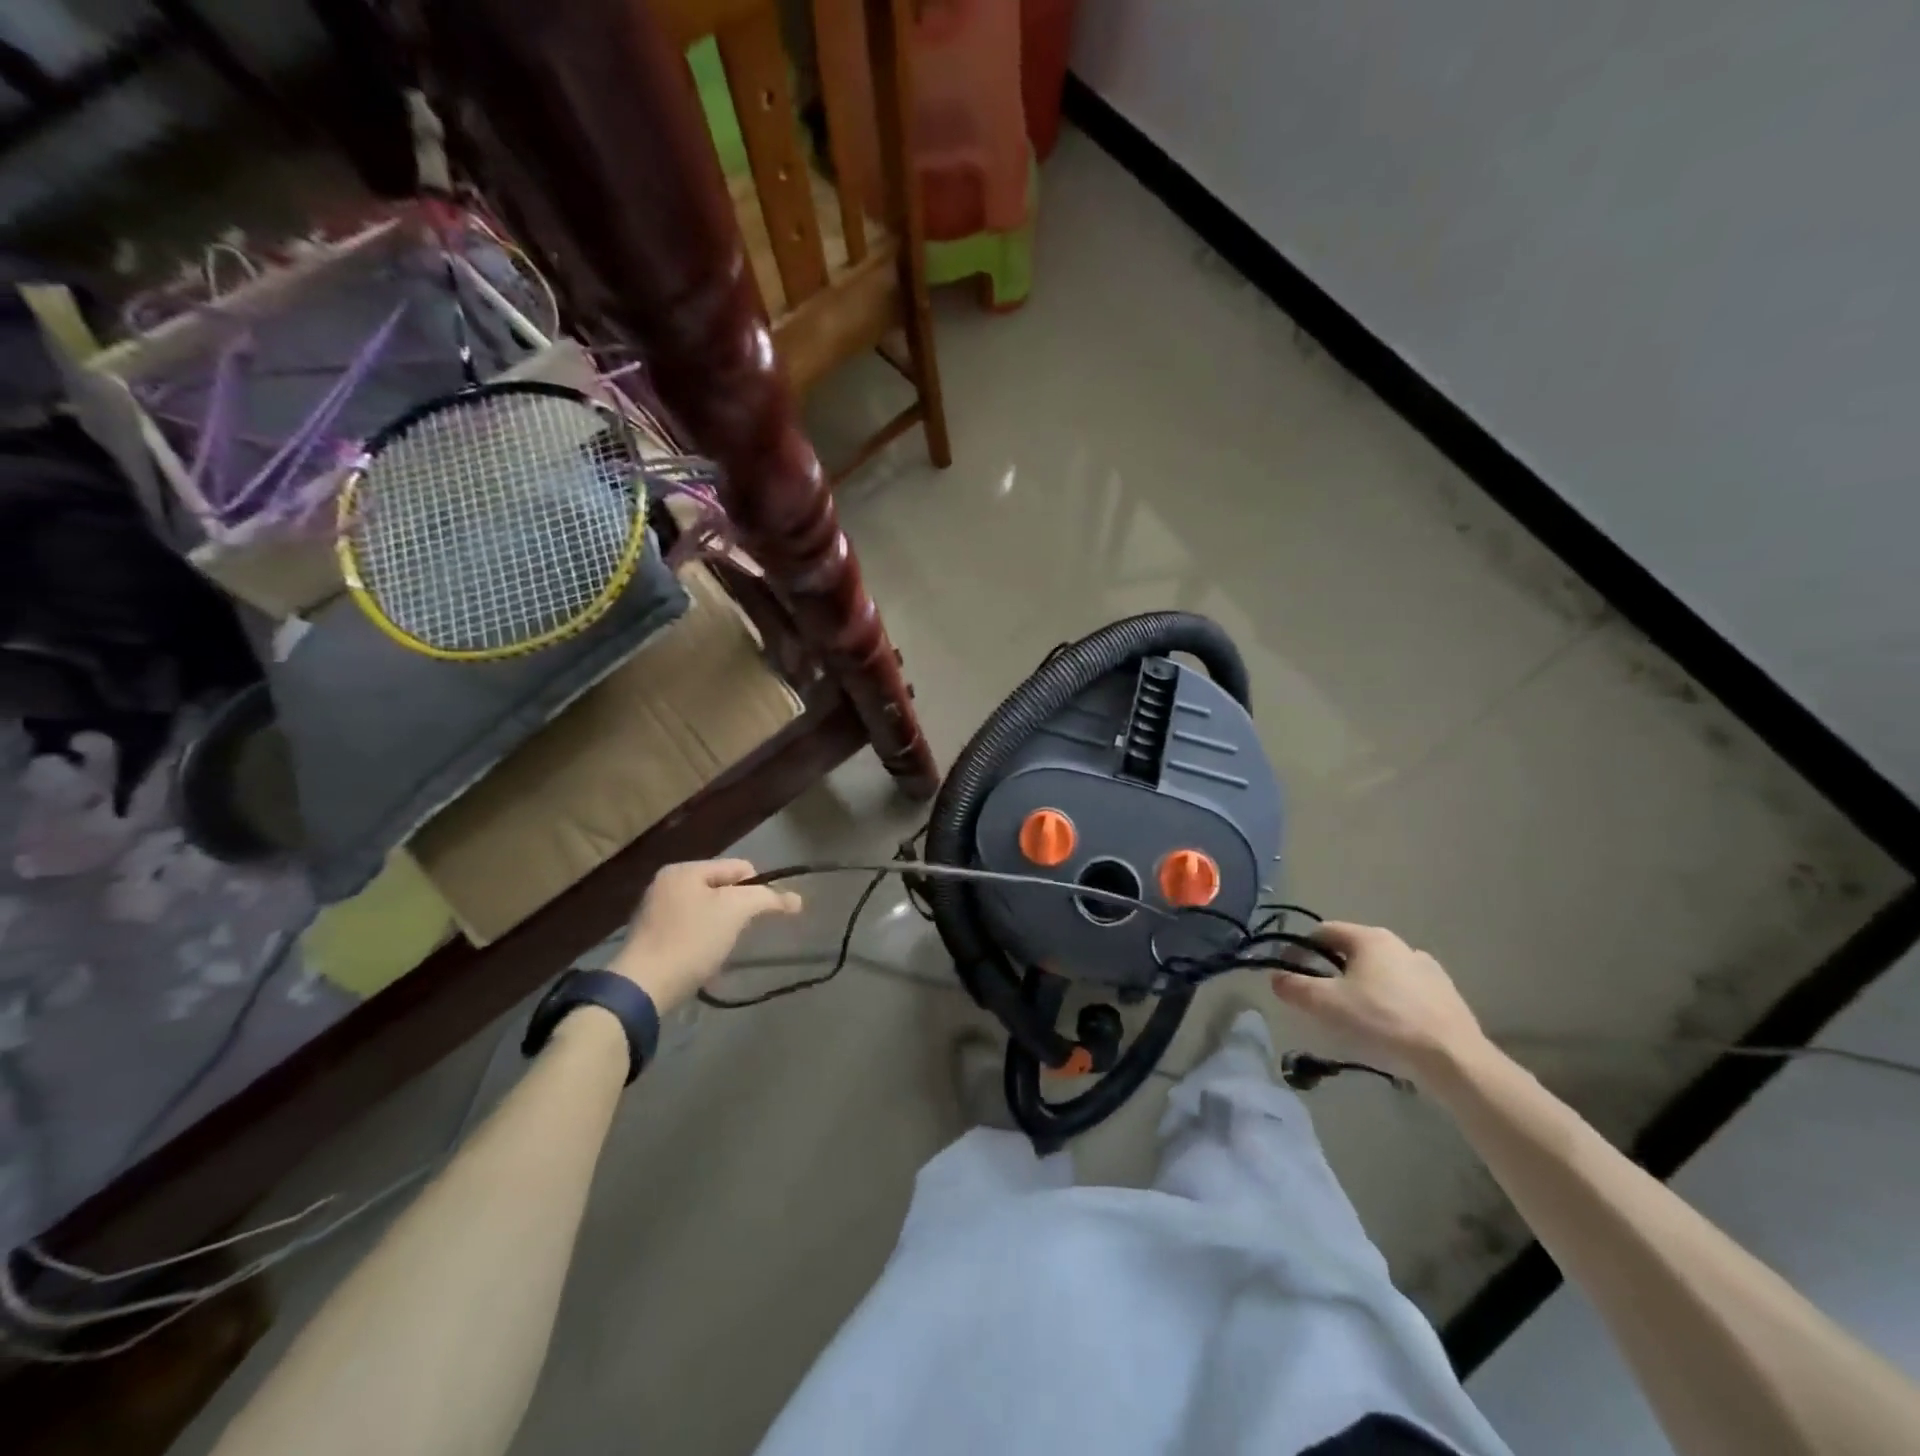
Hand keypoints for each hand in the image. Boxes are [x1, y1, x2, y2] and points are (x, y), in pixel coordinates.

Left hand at [612, 859, 801, 1011]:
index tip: (764, 916)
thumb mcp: (736, 910)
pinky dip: (703, 940)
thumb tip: (796, 900)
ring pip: (707, 910)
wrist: (643, 987)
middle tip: (741, 932)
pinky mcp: (651, 938)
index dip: (759, 888)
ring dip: (722, 926)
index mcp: (685, 870)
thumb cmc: (692, 940)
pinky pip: (690, 929)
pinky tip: (704, 959)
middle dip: (738, 909)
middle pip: (722, 889)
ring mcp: (655, 911)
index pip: (739, 867)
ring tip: (722, 948)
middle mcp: (667, 884)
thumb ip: (767, 898)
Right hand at [1269, 922, 1489, 1085]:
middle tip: (1320, 999)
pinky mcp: (1447, 995)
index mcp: (1369, 938)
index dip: (1300, 949)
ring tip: (1355, 1017)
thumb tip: (1276, 977)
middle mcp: (1399, 945)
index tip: (1291, 973)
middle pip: (1352, 951)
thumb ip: (1295, 987)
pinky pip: (1405, 991)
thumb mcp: (1327, 1004)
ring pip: (1380, 972)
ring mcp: (1428, 969)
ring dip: (1362, 986)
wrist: (1453, 1059)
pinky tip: (1389, 1028)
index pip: (1323, 932)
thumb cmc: (1383, 1021)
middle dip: (1331, 970)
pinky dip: (1390, 1002)